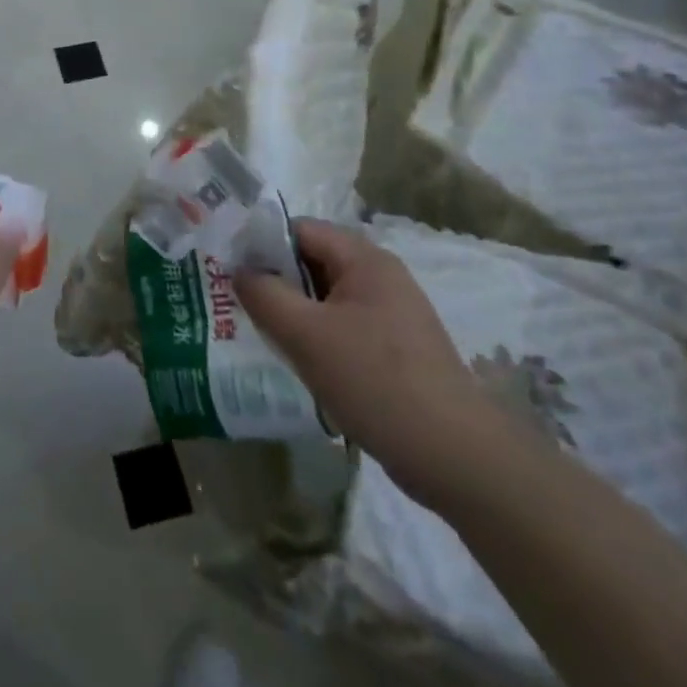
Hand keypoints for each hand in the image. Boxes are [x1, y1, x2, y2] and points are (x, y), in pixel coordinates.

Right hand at [236, 218, 501, 508]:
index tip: (229, 271)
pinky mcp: (395, 351)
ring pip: (326, 299)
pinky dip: (316, 338)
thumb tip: (239, 271)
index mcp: (364, 259)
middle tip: (238, 306)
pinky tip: (299, 365)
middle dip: (275, 281)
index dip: (261, 244)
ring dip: (294, 314)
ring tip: (261, 336)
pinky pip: (343, 329)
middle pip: (313, 263)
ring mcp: (392, 315)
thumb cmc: (375, 380)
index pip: (300, 230)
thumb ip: (264, 294)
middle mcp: (381, 277)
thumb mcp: (306, 334)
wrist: (457, 457)